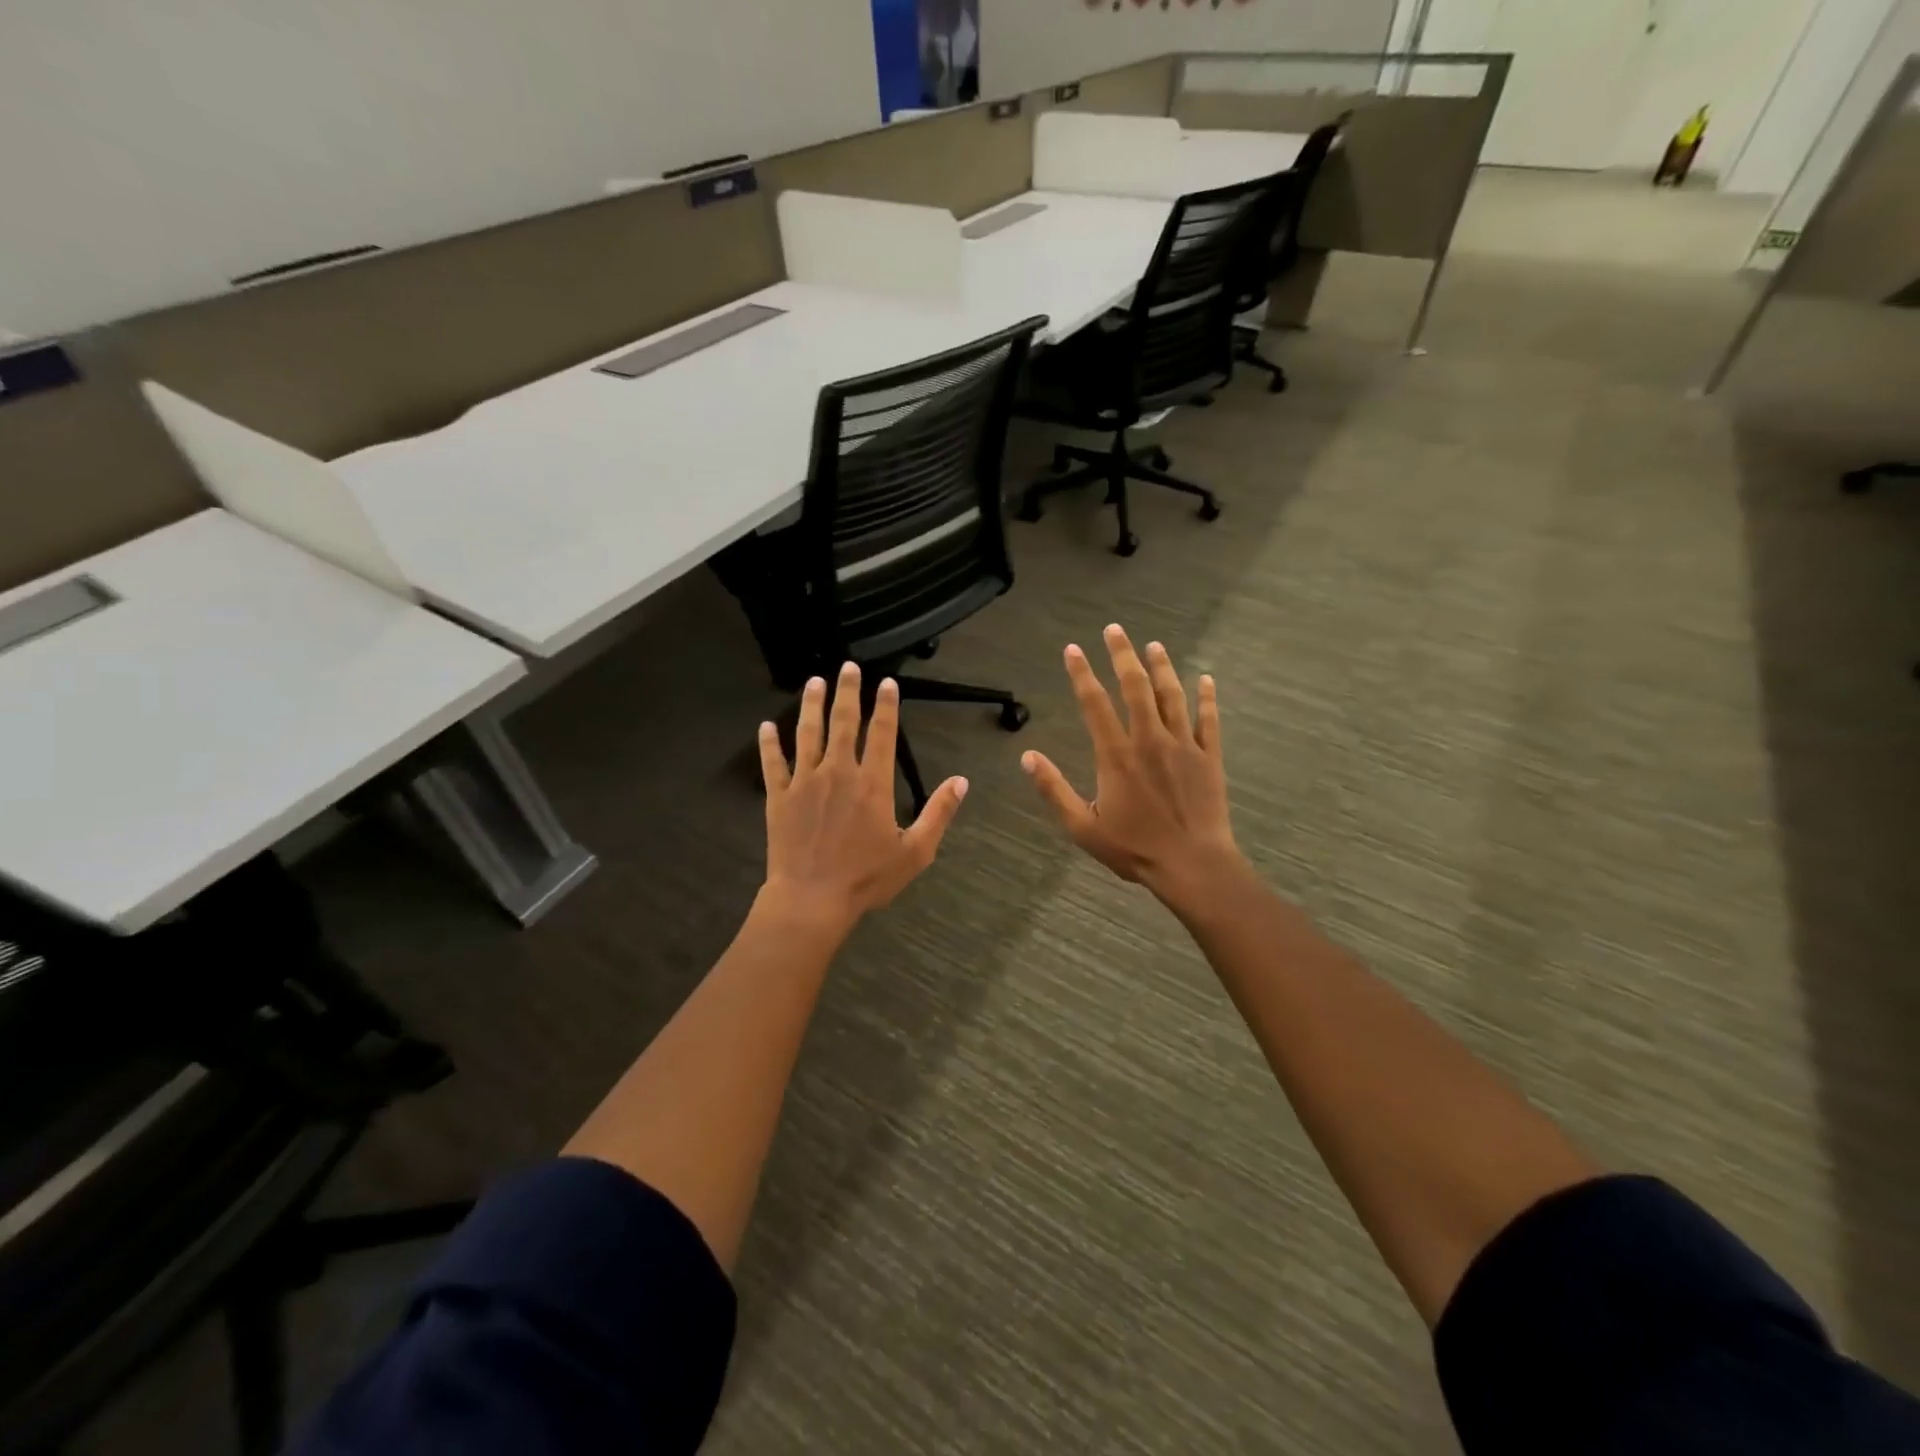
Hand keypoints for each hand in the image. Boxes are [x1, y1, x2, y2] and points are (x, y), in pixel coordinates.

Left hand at [759, 662, 967, 931]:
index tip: (887, 682)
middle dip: (848, 692)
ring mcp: (805, 782)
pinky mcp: (778, 797)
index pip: (882, 733)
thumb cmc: (867, 878)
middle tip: (847, 667)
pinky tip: (766, 726)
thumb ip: (939, 813)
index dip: (886, 706)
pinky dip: (769, 744)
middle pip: (844, 722)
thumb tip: (961, 781)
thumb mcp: (916, 851)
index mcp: (873, 783)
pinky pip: (773, 764)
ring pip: (808, 734)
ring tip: (814, 682)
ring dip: (811, 705)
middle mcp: (838, 772)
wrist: (812, 899)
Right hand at [1021, 625, 1243, 911]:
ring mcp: (1183, 745)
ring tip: (1154, 645)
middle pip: (1135, 687)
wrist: (1192, 865)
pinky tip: (1207, 679)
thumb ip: (1054, 789)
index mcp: (1116, 755)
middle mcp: (1149, 740)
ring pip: (1171, 696)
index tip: (1073, 649)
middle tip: (1115, 630)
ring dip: (1162, 668)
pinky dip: (1207, 698)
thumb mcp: (1082, 826)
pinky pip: (1209, 720)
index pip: (1094, 703)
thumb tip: (1027, 757)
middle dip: (1123, 655)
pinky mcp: (1209, 757)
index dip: (1082, 674)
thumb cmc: (1134, 848)